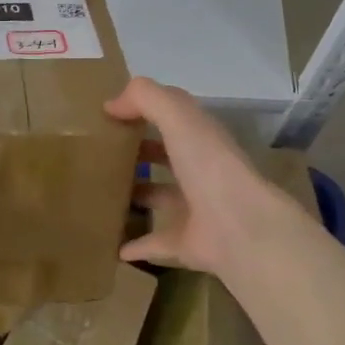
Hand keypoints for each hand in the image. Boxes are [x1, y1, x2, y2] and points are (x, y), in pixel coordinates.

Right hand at [105, 77, 324, 276]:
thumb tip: (111, 105)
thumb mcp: (178, 116)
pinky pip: (156, 243)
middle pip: (167, 157)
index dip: (145, 111)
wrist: (241, 228)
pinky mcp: (187, 244)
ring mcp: (195, 210)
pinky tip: (113, 246)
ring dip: (138, 196)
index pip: (173, 118)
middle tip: (103, 152)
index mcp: (201, 139)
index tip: (110, 115)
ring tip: (103, 193)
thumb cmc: (209, 165)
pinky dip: (136, 245)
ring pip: (161, 199)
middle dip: (142, 152)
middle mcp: (200, 171)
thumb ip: (145, 98)